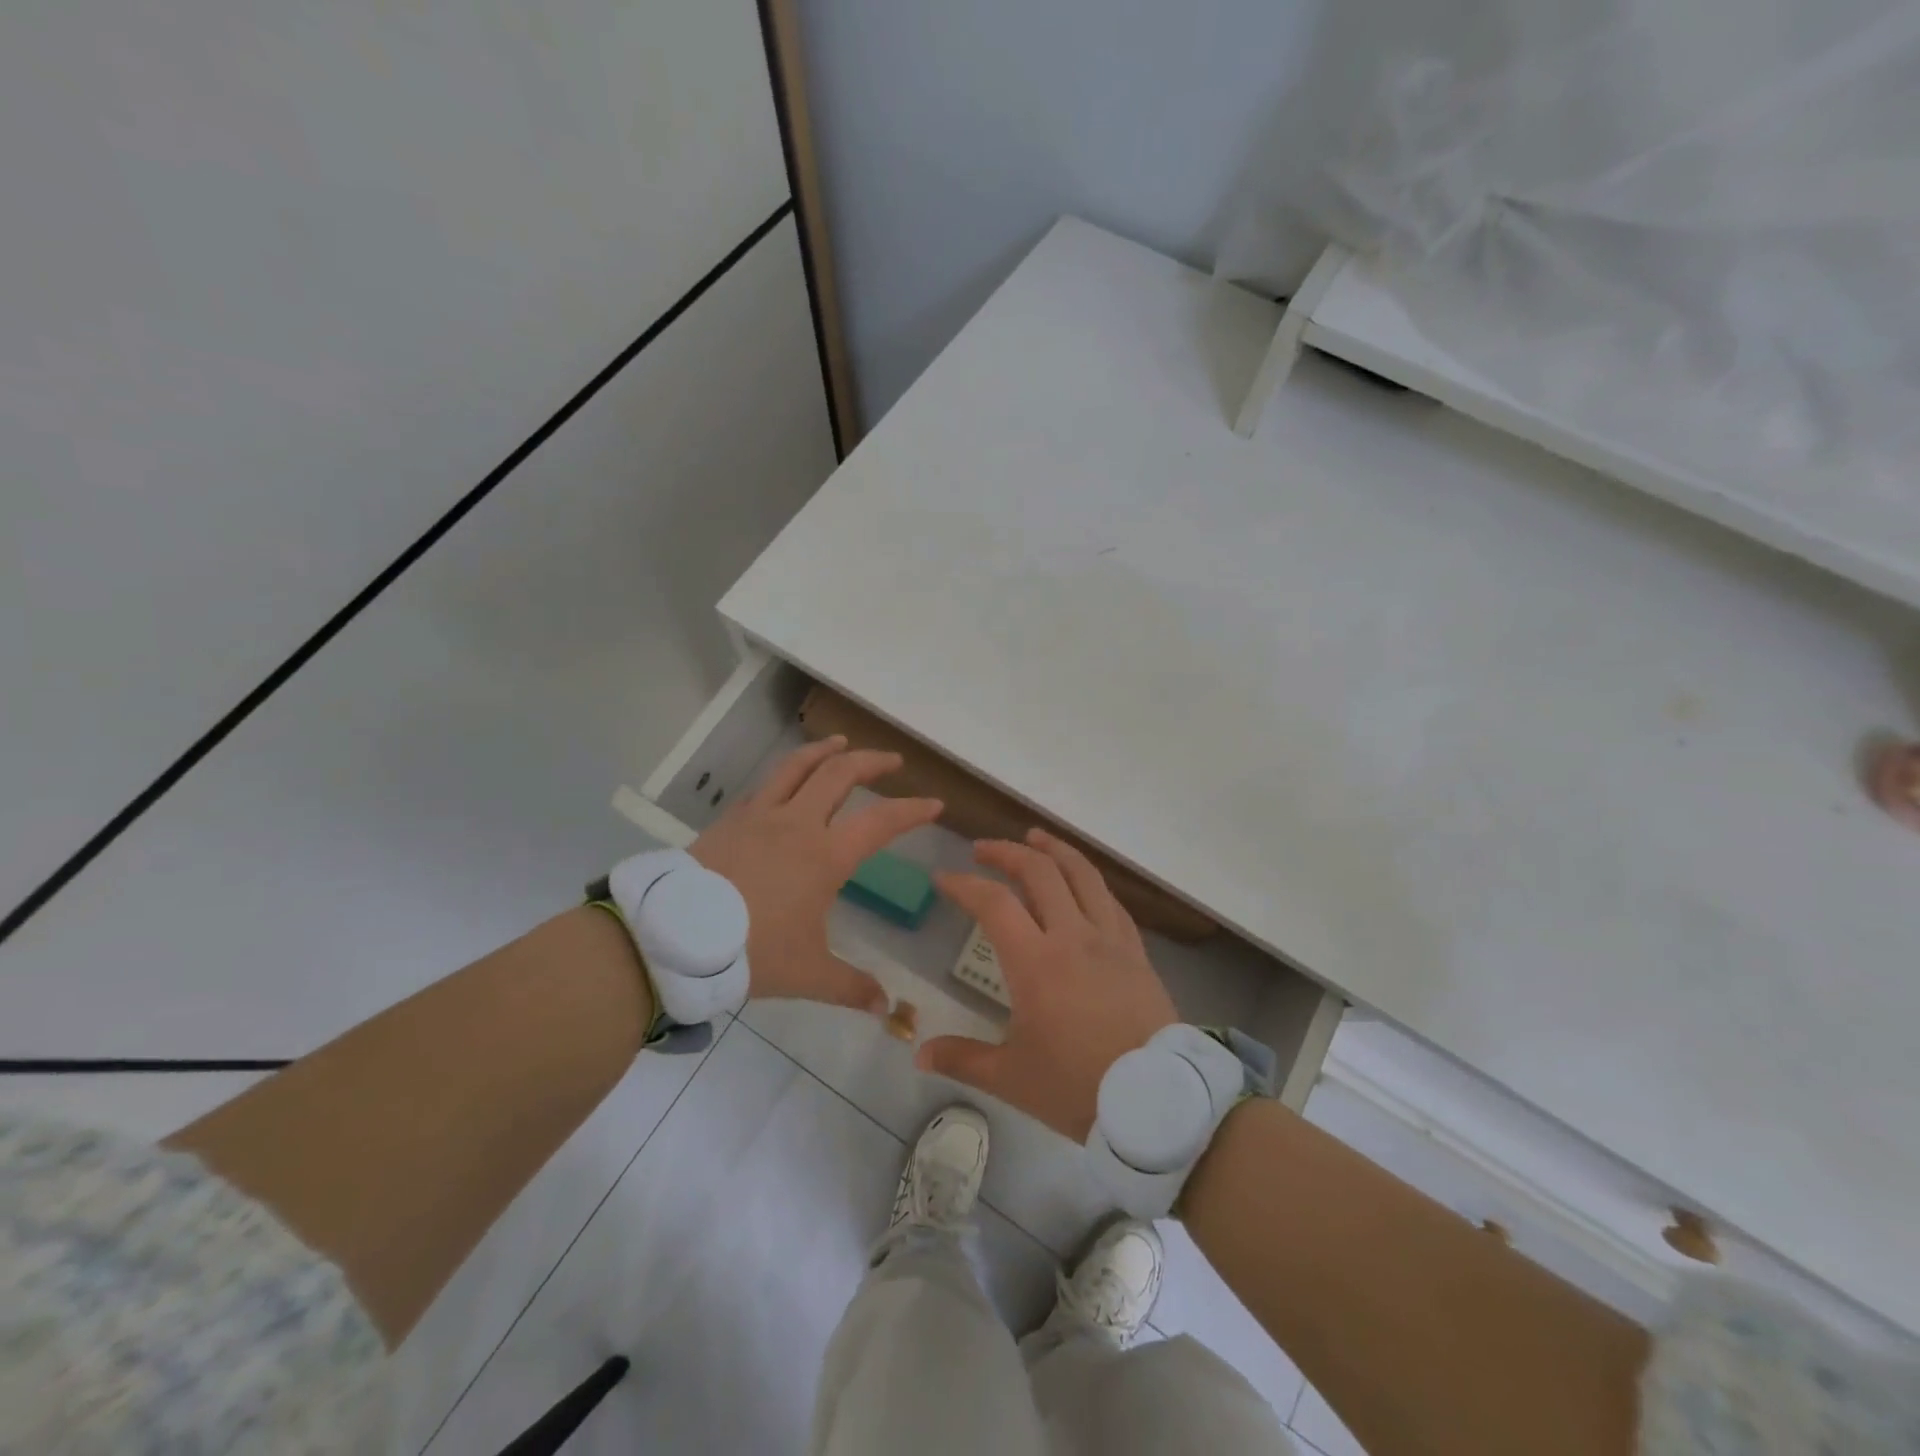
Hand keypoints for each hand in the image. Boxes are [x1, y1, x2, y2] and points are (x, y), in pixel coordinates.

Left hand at [692, 737, 940, 1012]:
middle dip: (871, 762)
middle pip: (840, 774)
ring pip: (797, 767)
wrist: (674, 938)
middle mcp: (797, 824)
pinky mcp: (730, 821)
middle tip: (892, 761)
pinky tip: (786, 782)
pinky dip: (785, 775)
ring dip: (824, 751)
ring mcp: (759, 817)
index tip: (933, 804)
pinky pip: (764, 787)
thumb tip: (885, 1009)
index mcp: (825, 856)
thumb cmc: (750, 951)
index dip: (911, 811)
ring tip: (840, 743)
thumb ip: (850, 986)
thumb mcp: (806, 973)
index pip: (880, 822)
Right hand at [919, 829, 1177, 1140]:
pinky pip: (1110, 900)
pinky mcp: (1135, 950)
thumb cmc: (1078, 1087)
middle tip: (983, 849)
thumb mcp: (1012, 1078)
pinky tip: (1081, 881)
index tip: (944, 879)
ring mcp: (1109, 939)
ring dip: (1054, 849)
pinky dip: (1089, 880)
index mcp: (1035, 962)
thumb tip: (917, 1054)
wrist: (1157, 1100)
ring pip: (1082, 874)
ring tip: (1034, 837)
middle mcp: (1072, 936)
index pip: (993, 903)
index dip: (964, 884)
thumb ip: (962, 1059)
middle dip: (1006, 852)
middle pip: (1039, 872)